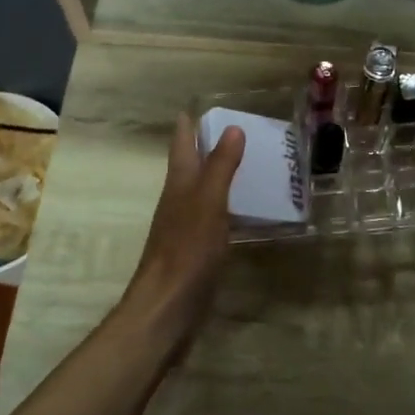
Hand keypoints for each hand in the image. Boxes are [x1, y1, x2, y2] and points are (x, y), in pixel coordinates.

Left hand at [120, 114, 244, 360]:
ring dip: (218, 178)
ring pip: (202, 193)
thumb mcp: (208, 204)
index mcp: (179, 186)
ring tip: (246, 166)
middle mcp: (178, 202)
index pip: (182, 146)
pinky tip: (243, 213)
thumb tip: (232, 128)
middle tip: (235, 132)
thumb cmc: (187, 251)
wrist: (167, 308)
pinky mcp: (195, 252)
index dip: (189, 126)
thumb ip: (220, 168)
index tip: (198, 106)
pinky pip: (213, 219)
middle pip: (190, 168)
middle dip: (206, 149)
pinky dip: (227, 208)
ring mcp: (185, 229)